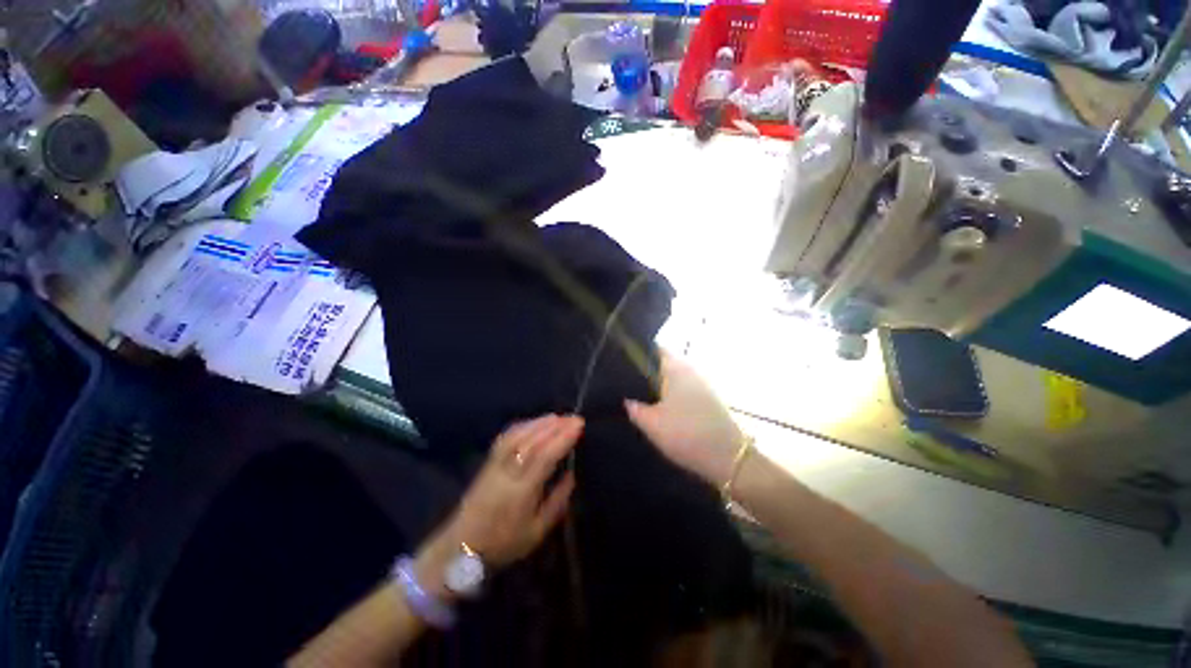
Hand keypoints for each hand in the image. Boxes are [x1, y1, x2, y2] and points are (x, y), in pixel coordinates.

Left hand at [416, 415, 581, 595]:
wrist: (459, 549)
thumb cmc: (503, 544)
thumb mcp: (536, 532)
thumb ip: (557, 503)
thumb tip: (571, 475)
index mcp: (520, 493)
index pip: (544, 457)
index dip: (562, 438)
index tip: (579, 426)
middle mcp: (506, 473)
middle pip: (532, 441)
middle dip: (555, 426)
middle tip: (574, 417)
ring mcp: (494, 465)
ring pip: (518, 435)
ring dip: (539, 422)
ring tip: (558, 416)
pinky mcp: (487, 462)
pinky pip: (506, 437)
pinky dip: (523, 426)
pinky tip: (534, 422)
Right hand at [625, 351, 744, 486]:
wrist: (729, 458)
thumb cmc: (687, 434)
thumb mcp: (652, 424)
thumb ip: (634, 409)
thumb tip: (626, 400)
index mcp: (676, 369)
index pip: (655, 349)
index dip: (638, 353)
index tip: (622, 363)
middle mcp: (691, 370)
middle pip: (664, 364)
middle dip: (647, 372)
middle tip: (627, 384)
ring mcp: (702, 384)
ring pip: (674, 378)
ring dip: (659, 385)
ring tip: (641, 398)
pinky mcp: (709, 399)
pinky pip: (684, 390)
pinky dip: (672, 396)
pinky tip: (662, 410)